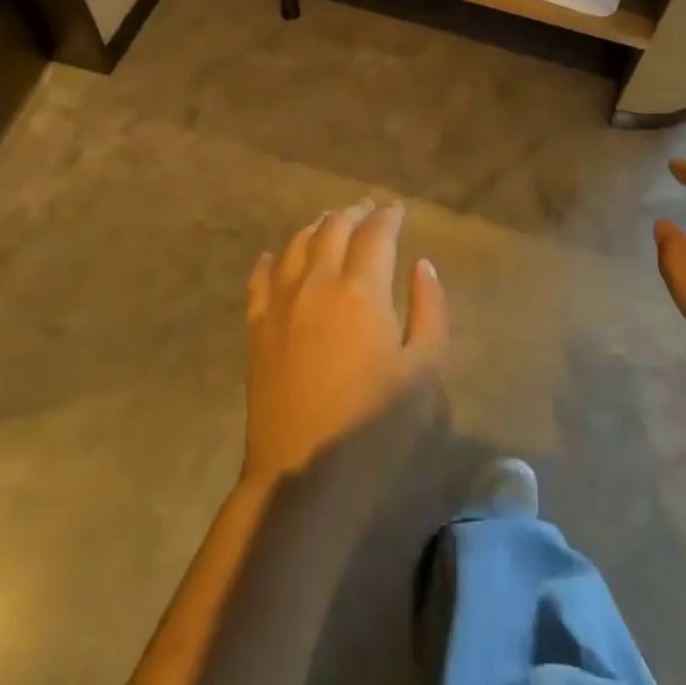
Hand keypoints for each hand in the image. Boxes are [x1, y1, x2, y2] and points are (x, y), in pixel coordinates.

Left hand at [243, 200, 448, 498]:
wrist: (302, 475)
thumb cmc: (374, 426)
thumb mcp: (424, 369)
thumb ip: (429, 308)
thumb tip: (422, 264)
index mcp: (362, 290)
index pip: (376, 233)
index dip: (388, 216)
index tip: (398, 210)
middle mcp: (317, 282)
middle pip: (333, 228)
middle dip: (354, 213)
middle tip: (368, 209)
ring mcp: (280, 302)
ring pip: (296, 245)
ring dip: (317, 227)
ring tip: (330, 222)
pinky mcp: (256, 327)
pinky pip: (260, 278)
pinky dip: (271, 260)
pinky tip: (273, 256)